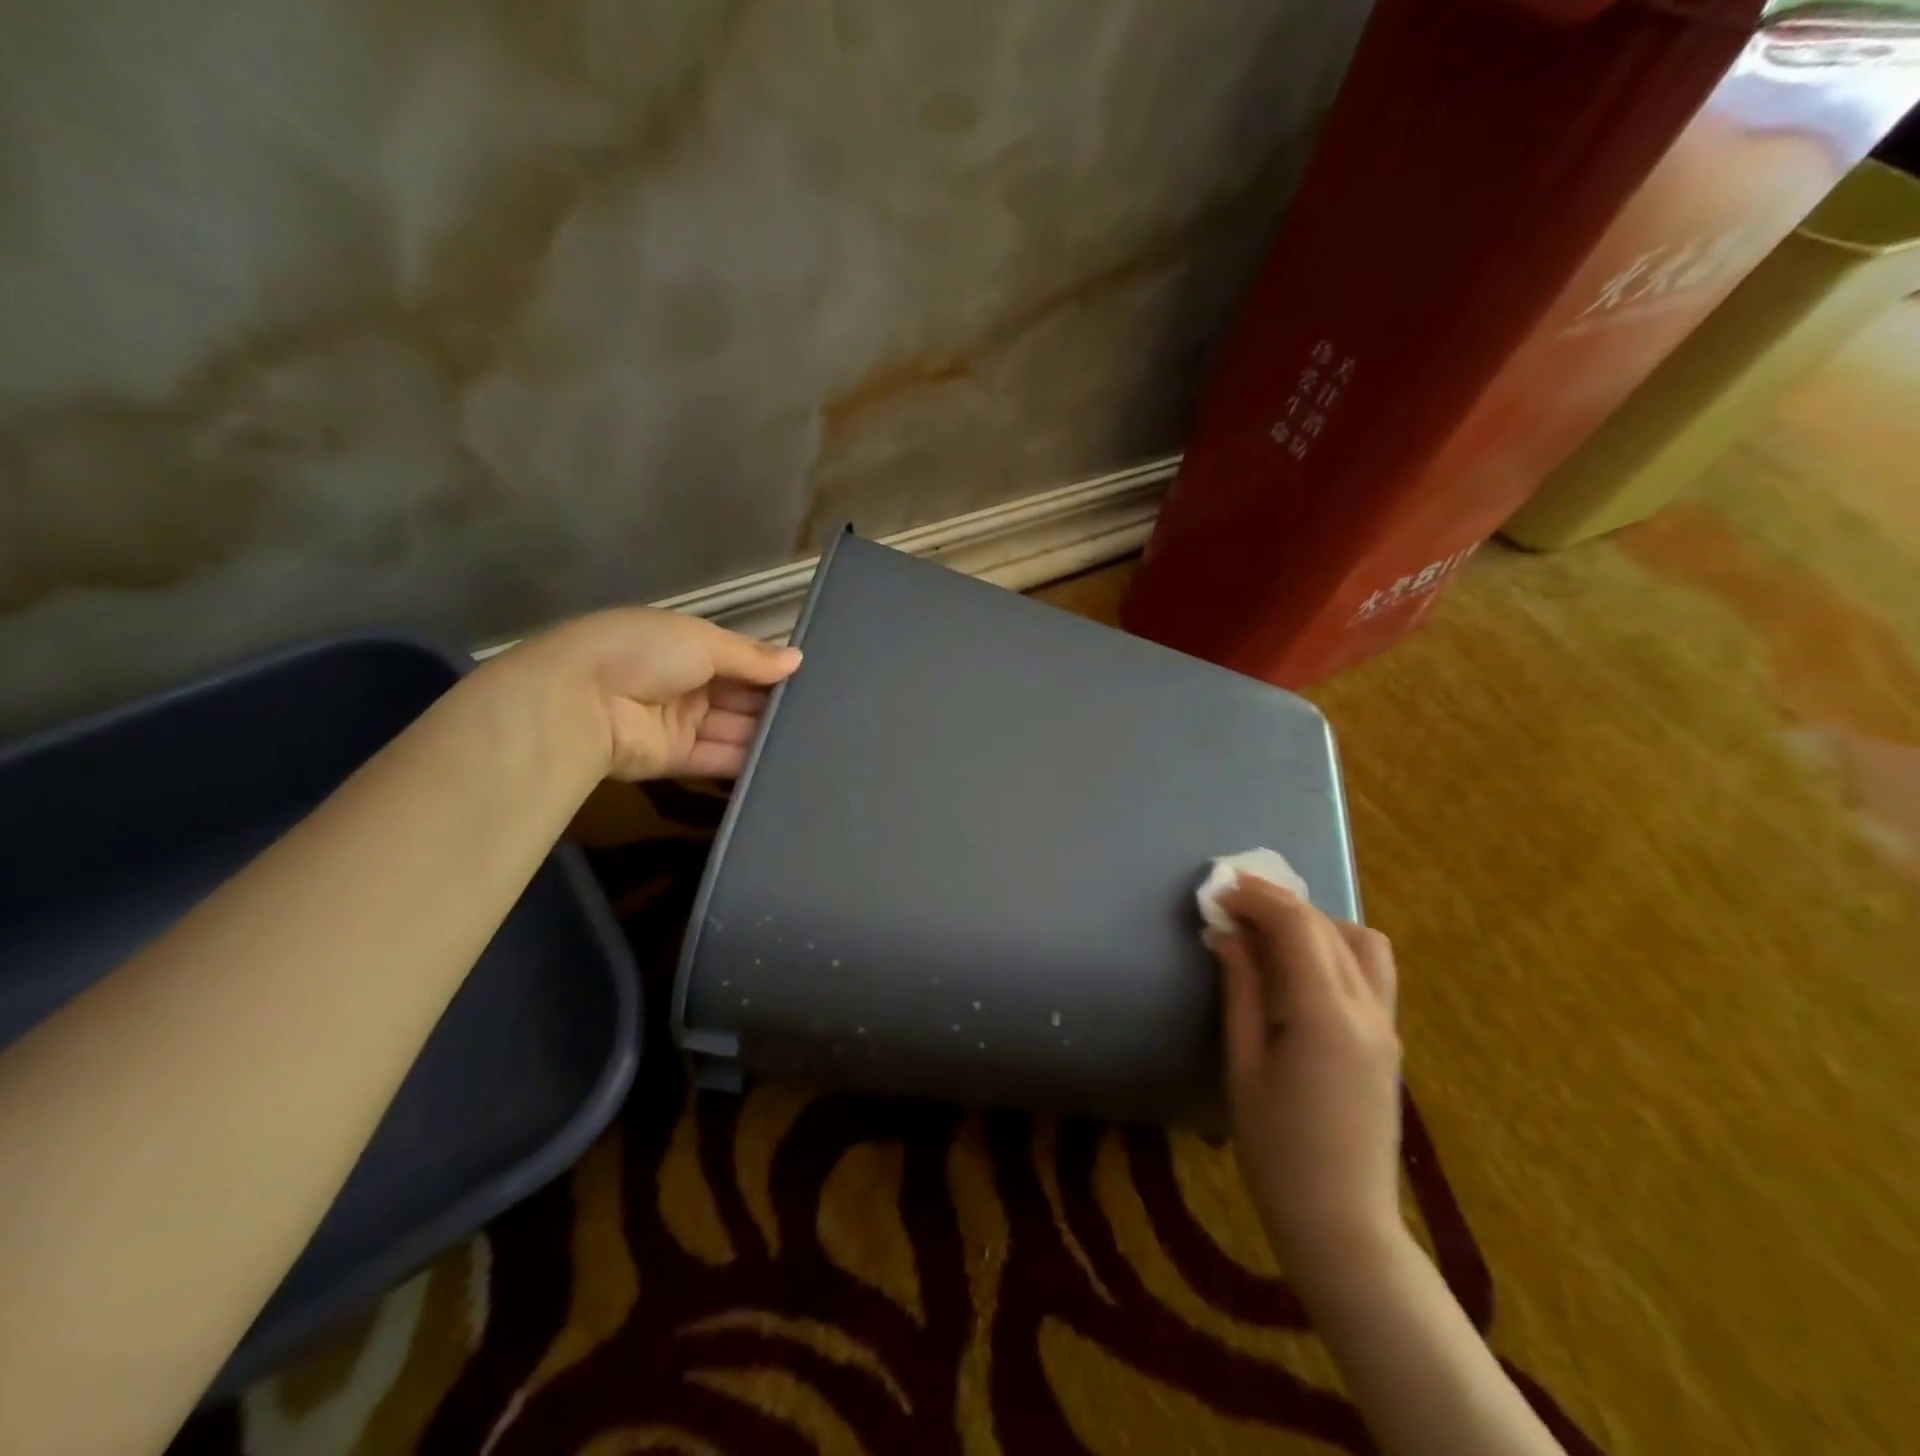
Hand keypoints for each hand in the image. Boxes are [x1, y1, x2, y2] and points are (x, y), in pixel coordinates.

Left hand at [511, 608, 801, 780]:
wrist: (579, 701)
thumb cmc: (643, 653)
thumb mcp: (702, 641)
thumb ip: (751, 656)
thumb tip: (797, 659)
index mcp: (685, 645)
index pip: (738, 660)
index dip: (770, 670)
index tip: (810, 680)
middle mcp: (684, 683)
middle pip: (738, 697)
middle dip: (772, 704)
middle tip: (821, 716)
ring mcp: (679, 723)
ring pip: (731, 729)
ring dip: (764, 734)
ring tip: (812, 741)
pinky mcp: (674, 759)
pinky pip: (716, 759)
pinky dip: (745, 761)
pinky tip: (783, 763)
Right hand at [1209, 877, 1402, 1275]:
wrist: (1342, 1223)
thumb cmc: (1276, 1149)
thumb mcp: (1243, 1064)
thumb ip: (1241, 989)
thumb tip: (1226, 934)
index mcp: (1325, 1015)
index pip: (1297, 925)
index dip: (1255, 898)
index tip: (1217, 894)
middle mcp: (1367, 1008)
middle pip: (1326, 925)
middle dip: (1277, 903)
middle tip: (1231, 906)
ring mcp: (1387, 1024)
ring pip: (1361, 941)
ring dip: (1314, 922)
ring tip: (1268, 934)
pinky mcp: (1389, 1039)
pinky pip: (1370, 970)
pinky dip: (1334, 948)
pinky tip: (1298, 968)